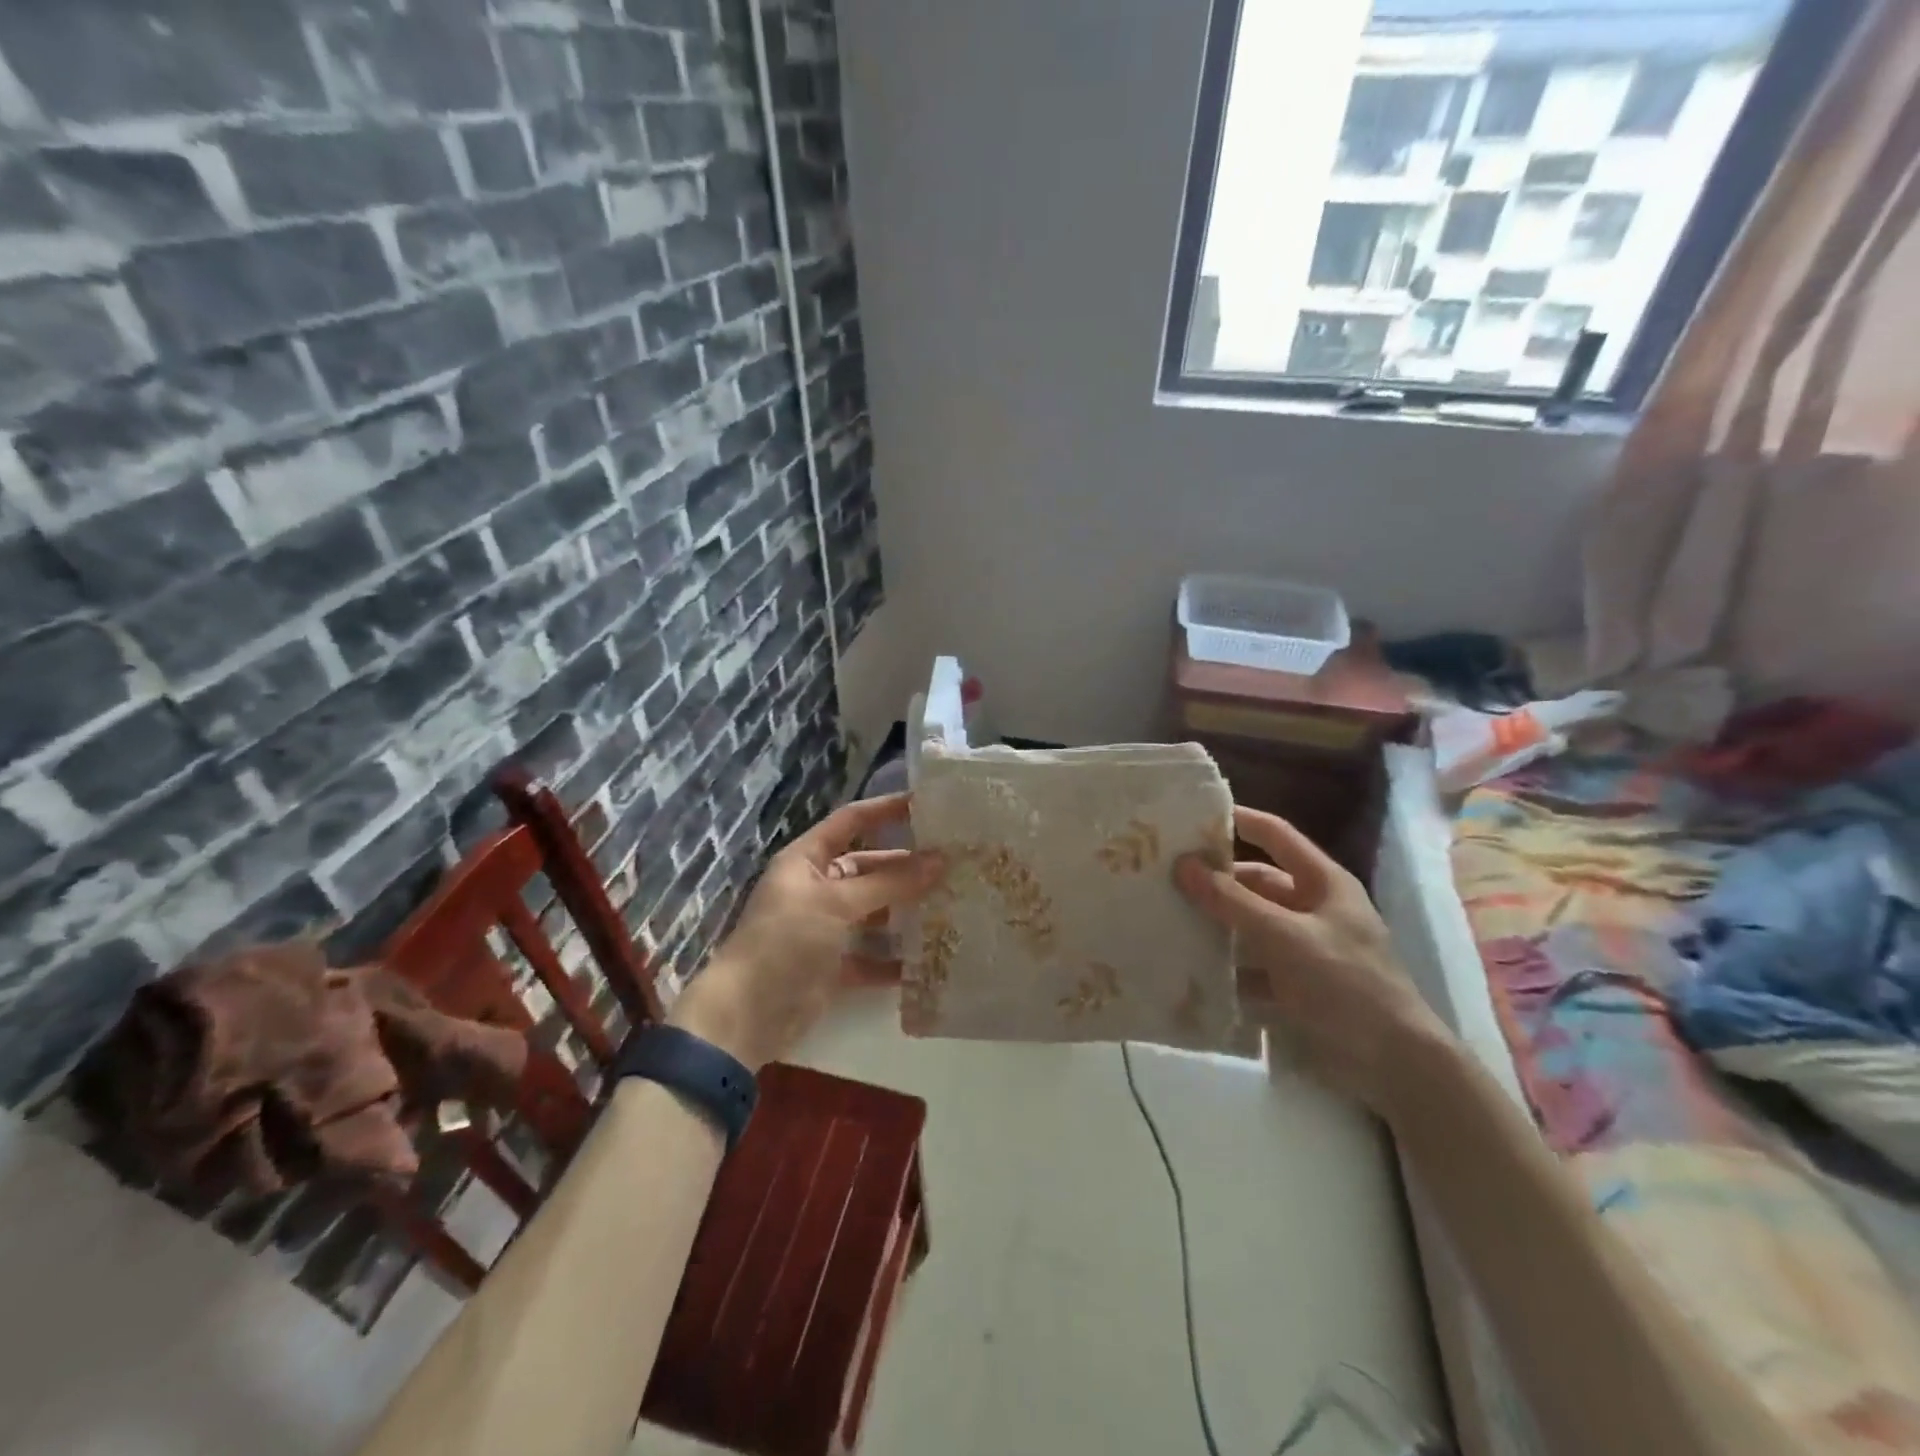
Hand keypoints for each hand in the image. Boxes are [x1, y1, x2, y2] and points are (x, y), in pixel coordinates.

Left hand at [670, 793, 945, 1069]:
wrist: (746, 1017)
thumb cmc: (786, 941)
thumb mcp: (836, 903)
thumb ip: (889, 883)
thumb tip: (940, 860)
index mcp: (808, 860)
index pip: (851, 821)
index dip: (886, 809)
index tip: (928, 804)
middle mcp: (819, 888)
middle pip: (871, 868)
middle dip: (909, 867)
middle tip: (956, 865)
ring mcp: (827, 928)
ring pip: (877, 911)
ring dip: (908, 911)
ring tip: (955, 905)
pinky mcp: (836, 966)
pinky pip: (874, 955)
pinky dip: (898, 958)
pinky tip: (933, 957)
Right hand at [1175, 806, 1446, 1117]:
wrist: (1395, 1066)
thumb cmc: (1346, 984)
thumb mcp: (1285, 936)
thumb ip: (1232, 901)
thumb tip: (1183, 863)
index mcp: (1322, 883)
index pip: (1276, 835)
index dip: (1240, 820)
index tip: (1193, 815)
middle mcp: (1312, 908)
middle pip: (1256, 883)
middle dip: (1215, 881)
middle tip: (1165, 878)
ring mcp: (1304, 948)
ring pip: (1250, 925)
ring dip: (1216, 925)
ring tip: (1166, 920)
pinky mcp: (1295, 985)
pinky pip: (1252, 966)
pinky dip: (1226, 967)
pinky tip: (1189, 968)